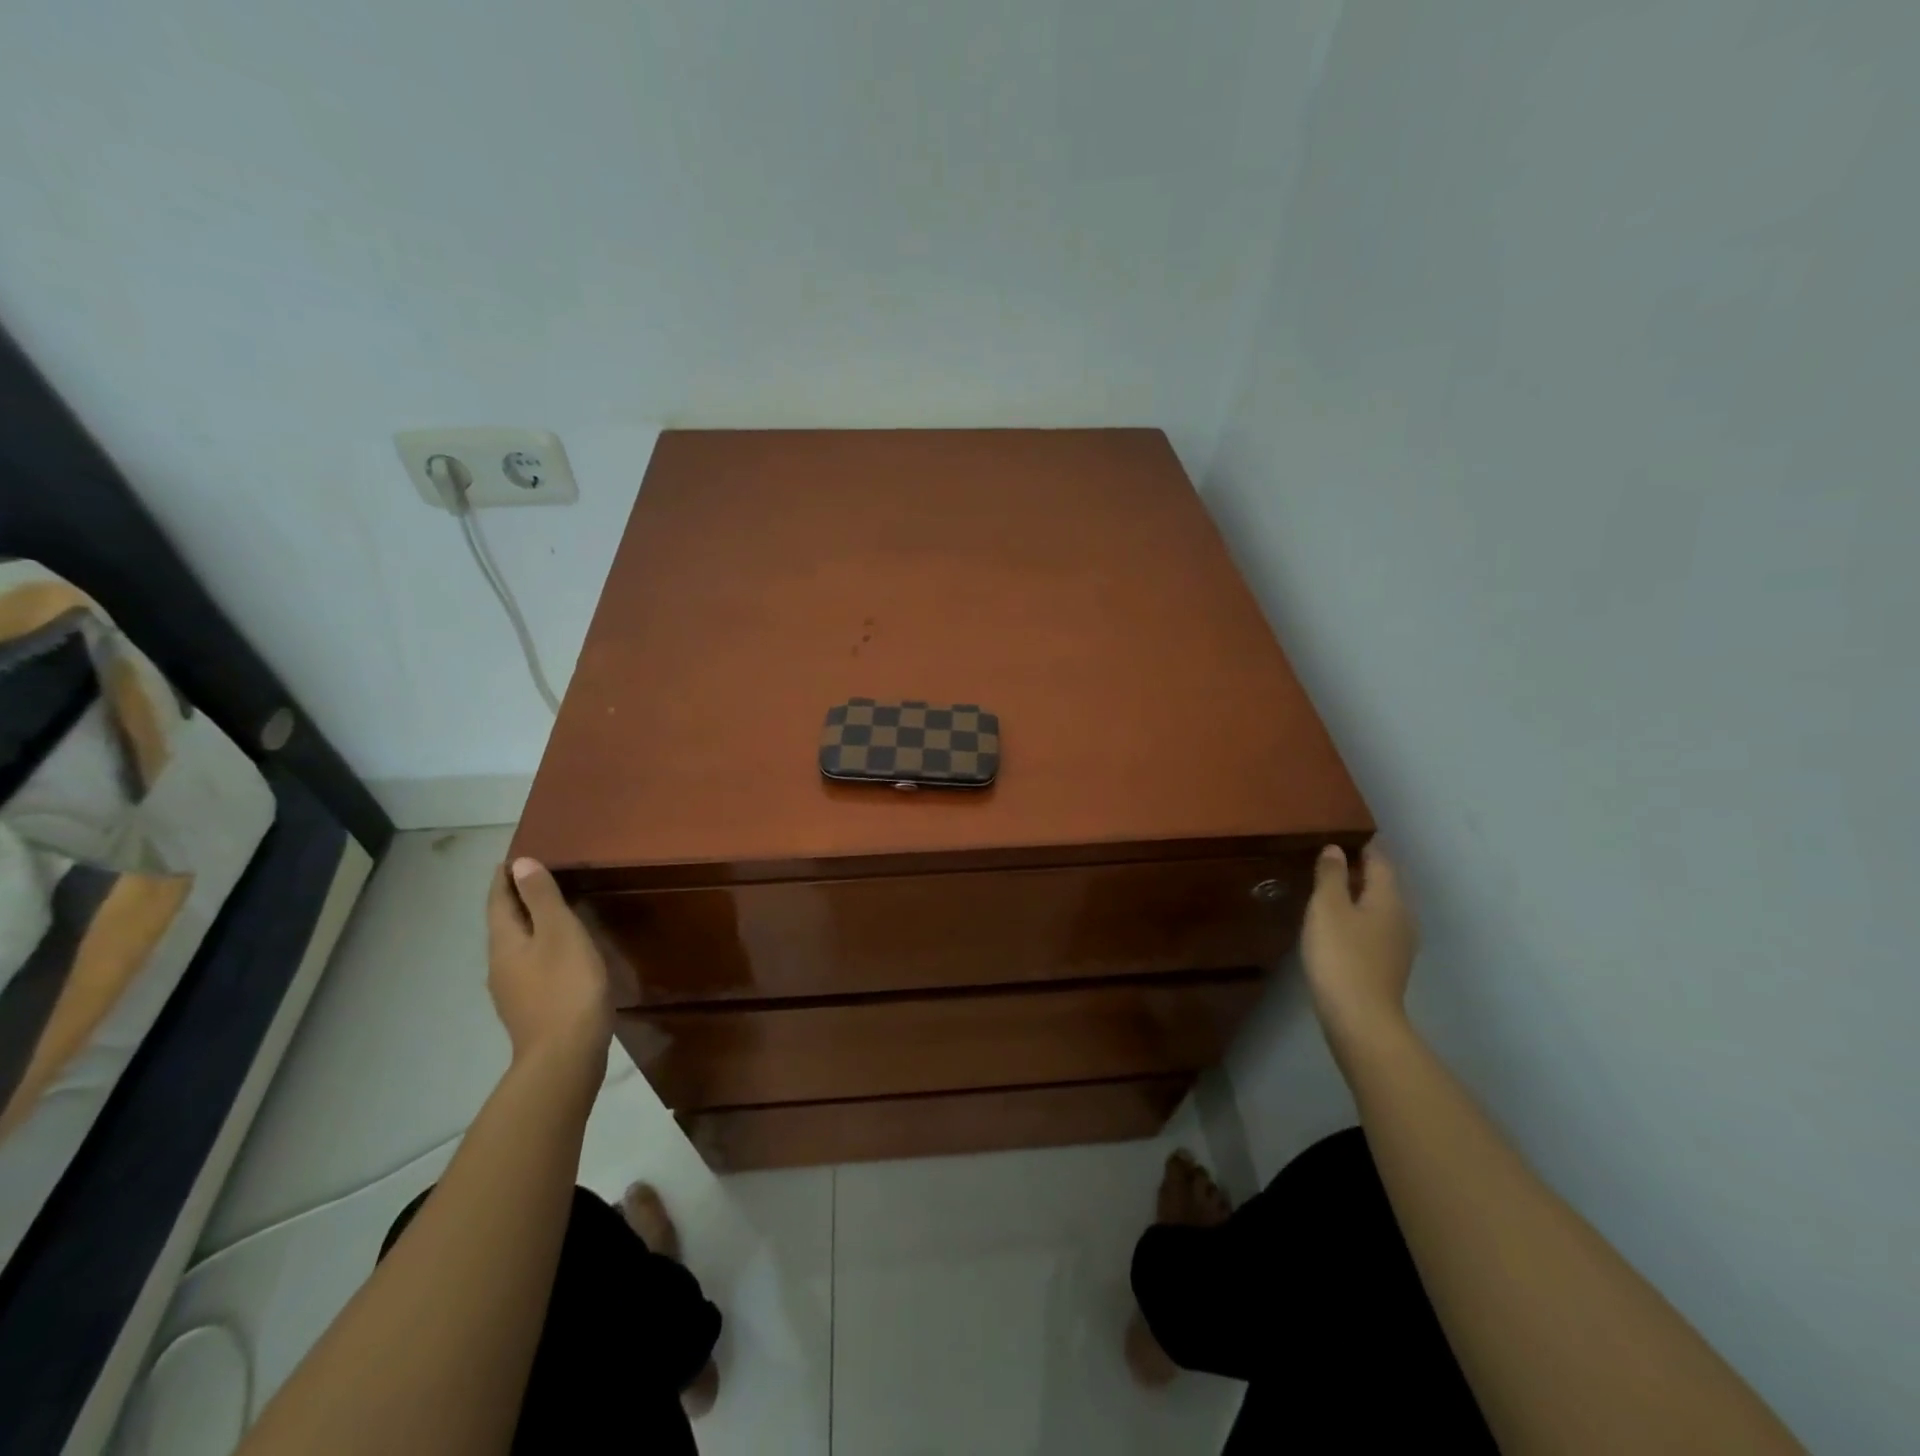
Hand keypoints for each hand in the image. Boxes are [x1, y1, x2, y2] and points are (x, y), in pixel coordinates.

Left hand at [486, 858, 612, 1075]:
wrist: (565, 1056)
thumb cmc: (566, 986)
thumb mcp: (560, 933)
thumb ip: (542, 899)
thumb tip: (521, 864)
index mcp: (505, 944)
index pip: (498, 902)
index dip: (504, 879)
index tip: (511, 859)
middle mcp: (500, 965)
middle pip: (504, 924)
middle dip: (515, 900)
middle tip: (534, 878)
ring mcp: (513, 990)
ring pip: (516, 947)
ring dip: (528, 925)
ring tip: (550, 912)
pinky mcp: (531, 1008)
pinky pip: (530, 965)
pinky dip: (540, 948)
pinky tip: (560, 953)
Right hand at [1301, 844, 1417, 1045]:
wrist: (1360, 1018)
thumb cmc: (1341, 955)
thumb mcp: (1327, 908)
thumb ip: (1331, 875)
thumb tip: (1336, 849)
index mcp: (1389, 898)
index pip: (1381, 861)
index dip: (1366, 846)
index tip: (1347, 834)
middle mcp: (1402, 918)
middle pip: (1384, 885)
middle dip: (1363, 870)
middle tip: (1333, 859)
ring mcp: (1399, 945)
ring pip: (1381, 908)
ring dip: (1360, 896)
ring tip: (1332, 890)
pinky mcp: (1389, 966)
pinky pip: (1375, 929)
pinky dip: (1360, 918)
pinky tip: (1340, 925)